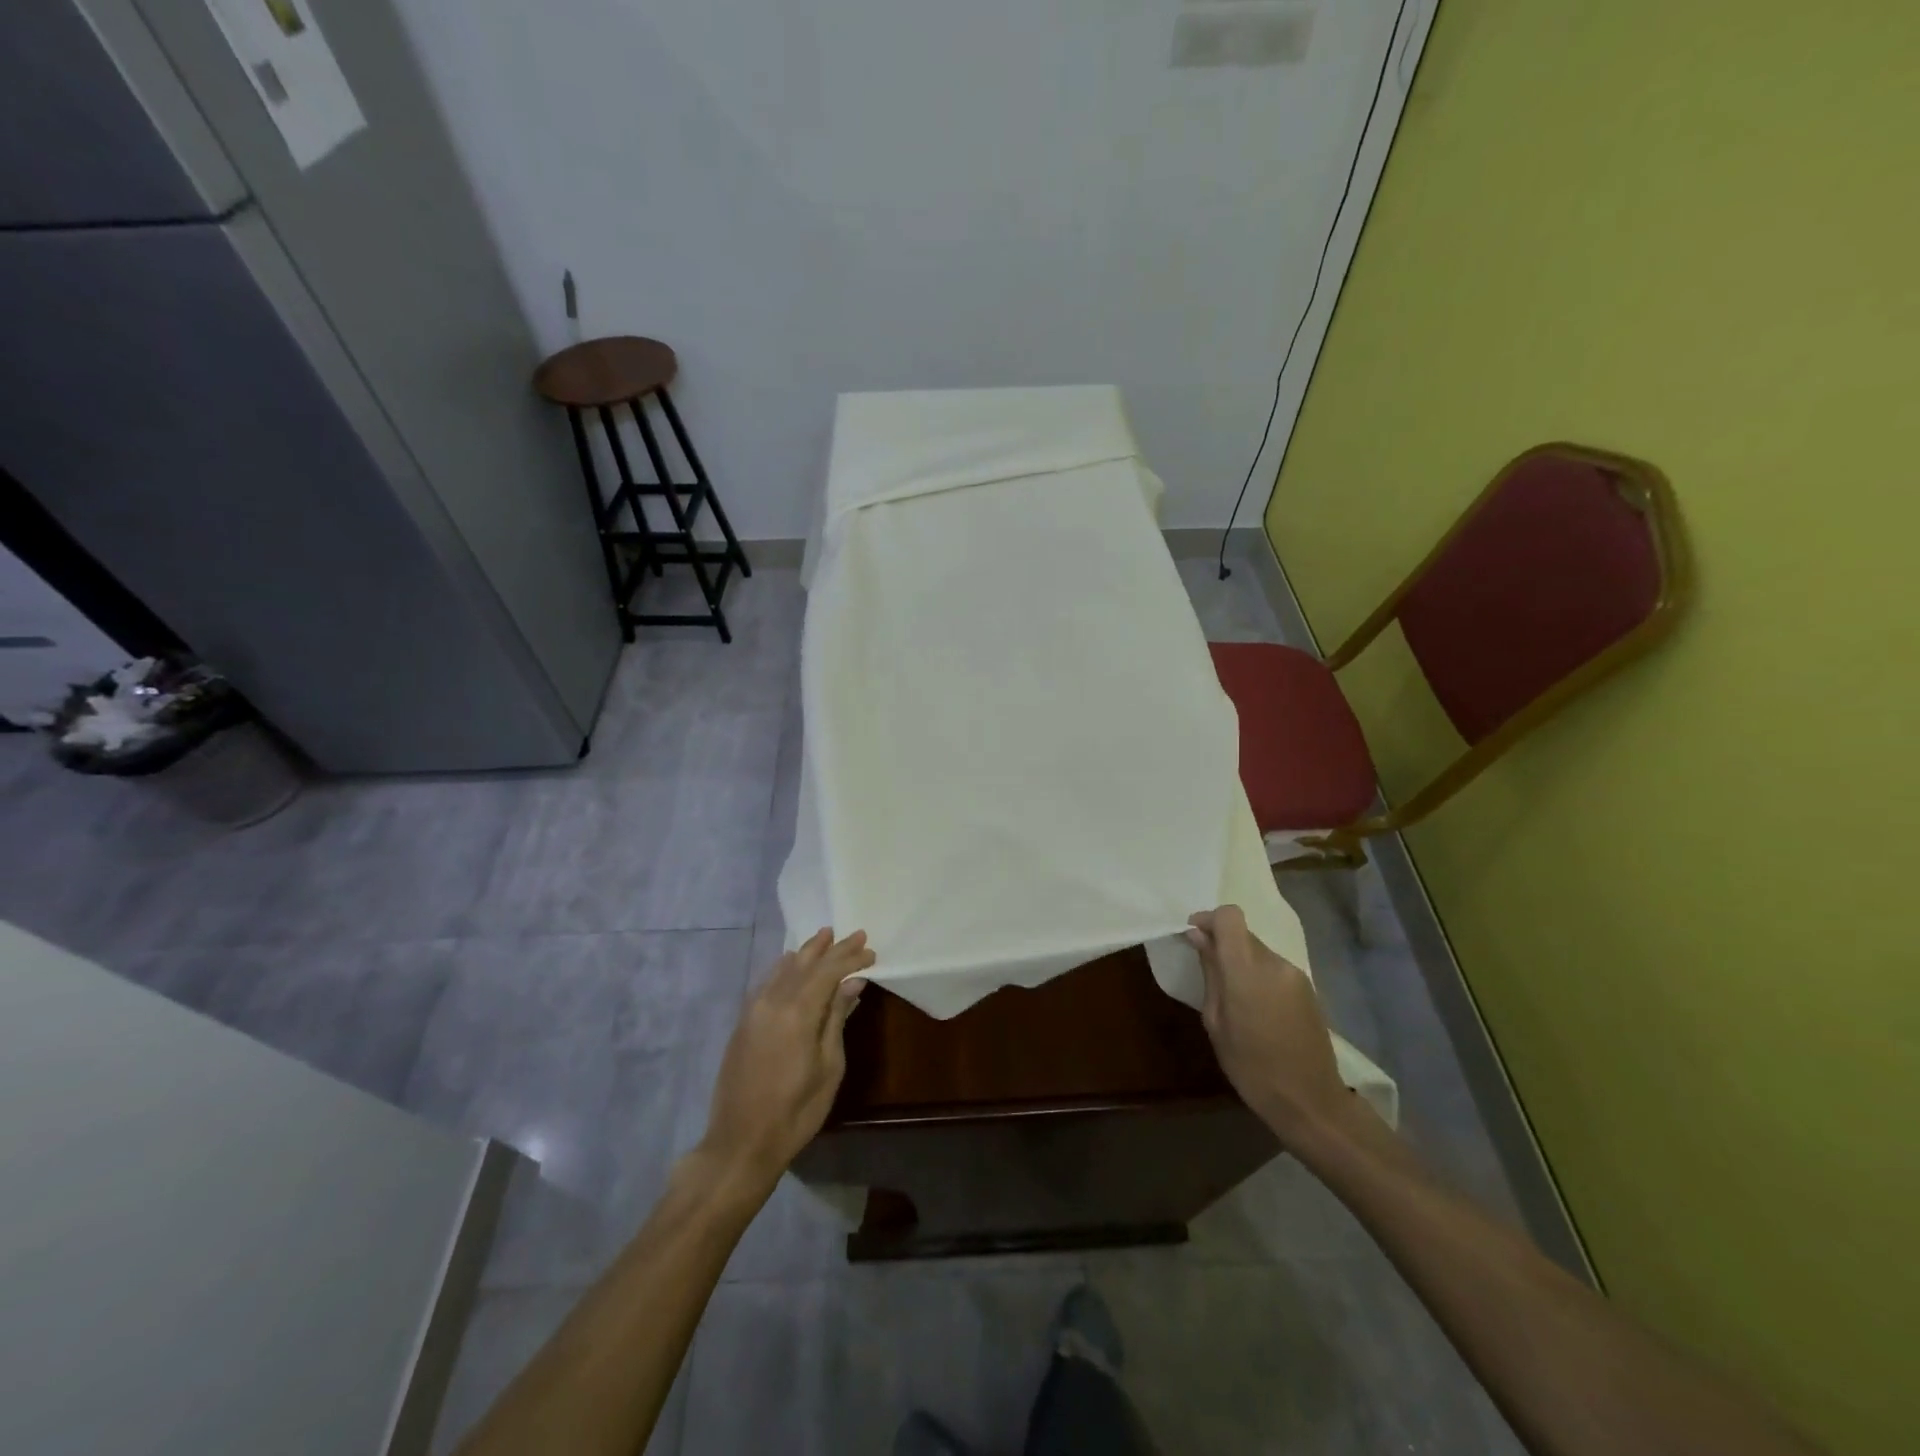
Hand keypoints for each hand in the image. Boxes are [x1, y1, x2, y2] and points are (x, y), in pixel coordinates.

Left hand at [700, 928, 874, 1191]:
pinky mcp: (743, 1022)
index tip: (871, 950)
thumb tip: (852, 983)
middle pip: (805, 963)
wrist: (740, 1142)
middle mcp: (772, 1000)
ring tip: (825, 937)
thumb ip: (837, 1018)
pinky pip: (768, 981)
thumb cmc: (796, 1110)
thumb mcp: (829, 1066)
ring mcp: (753, 1010)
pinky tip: (792, 964)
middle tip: (854, 933)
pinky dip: (785, 968)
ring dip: (806, 953)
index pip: (828, 970)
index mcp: (797, 1011)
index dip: (850, 957)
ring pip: (783, 968)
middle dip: (831, 948)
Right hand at [1186, 905, 1351, 1144]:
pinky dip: (1259, 976)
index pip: (1229, 917)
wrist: (1310, 1101)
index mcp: (1246, 970)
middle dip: (1223, 944)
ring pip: (1259, 951)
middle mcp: (1274, 963)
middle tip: (1208, 971)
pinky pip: (1274, 969)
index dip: (1209, 919)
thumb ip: (1210, 974)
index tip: (1194, 935)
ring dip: (1242, 962)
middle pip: (1243, 934)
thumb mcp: (1216, 1022)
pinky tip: (1257, 1009)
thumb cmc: (1252, 1067)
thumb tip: (1199, 939)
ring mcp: (1295, 975)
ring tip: (1233, 998)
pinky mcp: (1308, 988)